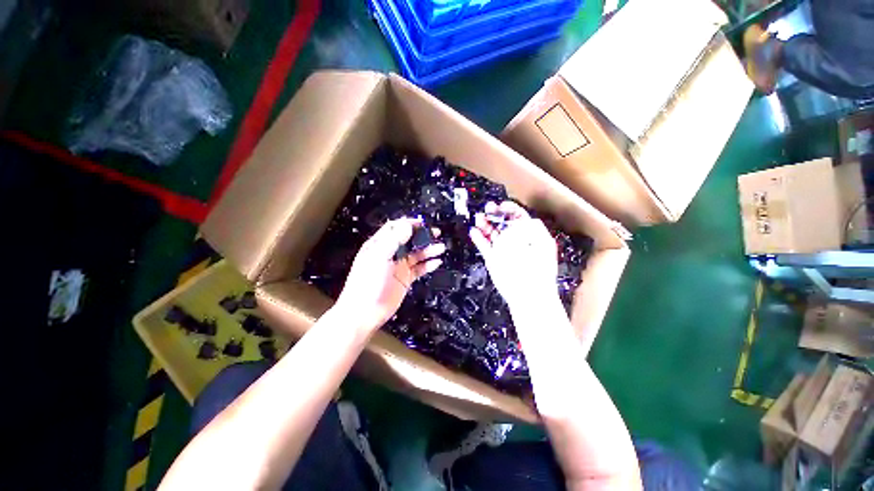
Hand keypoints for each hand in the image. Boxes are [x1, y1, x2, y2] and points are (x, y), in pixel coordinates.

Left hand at [335, 217, 444, 331]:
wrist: (365, 312)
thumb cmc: (367, 283)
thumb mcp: (379, 257)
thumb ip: (394, 240)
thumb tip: (407, 225)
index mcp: (380, 245)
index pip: (395, 228)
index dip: (408, 224)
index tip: (422, 223)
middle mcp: (390, 253)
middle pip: (409, 240)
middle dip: (422, 235)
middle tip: (436, 233)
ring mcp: (399, 266)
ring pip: (417, 254)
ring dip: (428, 250)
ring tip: (440, 247)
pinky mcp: (405, 278)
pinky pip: (419, 269)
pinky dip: (428, 265)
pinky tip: (436, 262)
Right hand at [469, 201, 557, 308]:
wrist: (527, 293)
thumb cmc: (536, 267)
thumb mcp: (539, 241)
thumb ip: (528, 227)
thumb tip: (518, 220)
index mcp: (531, 235)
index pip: (519, 217)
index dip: (509, 209)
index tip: (501, 205)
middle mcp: (516, 241)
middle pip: (503, 224)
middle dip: (495, 215)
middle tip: (487, 208)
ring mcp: (504, 250)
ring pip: (492, 234)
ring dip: (485, 225)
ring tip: (478, 218)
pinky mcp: (493, 260)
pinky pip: (484, 246)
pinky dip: (479, 239)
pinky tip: (474, 231)